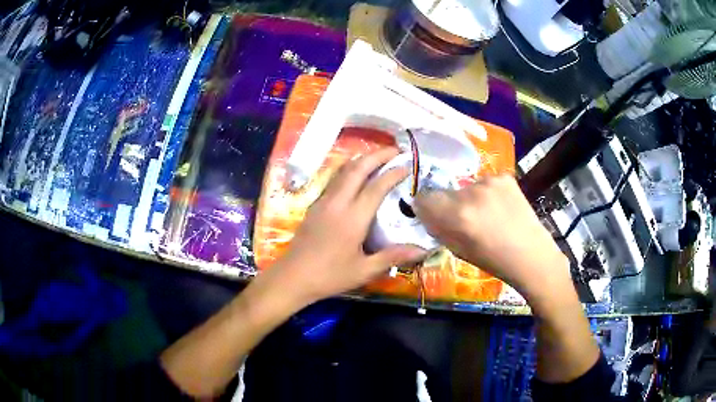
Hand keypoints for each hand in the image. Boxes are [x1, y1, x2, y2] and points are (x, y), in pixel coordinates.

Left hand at [274, 148, 426, 303]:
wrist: (293, 277)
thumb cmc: (330, 276)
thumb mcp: (364, 270)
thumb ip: (393, 256)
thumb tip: (423, 250)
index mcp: (353, 218)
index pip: (376, 187)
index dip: (393, 173)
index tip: (408, 164)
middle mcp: (337, 203)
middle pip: (358, 169)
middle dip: (377, 155)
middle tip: (395, 151)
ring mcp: (323, 201)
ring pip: (343, 171)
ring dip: (362, 160)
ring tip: (378, 157)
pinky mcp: (315, 205)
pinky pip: (334, 179)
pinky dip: (349, 170)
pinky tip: (355, 175)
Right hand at [413, 174, 570, 306]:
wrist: (530, 254)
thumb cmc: (493, 260)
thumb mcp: (457, 250)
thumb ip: (439, 228)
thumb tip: (425, 212)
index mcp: (457, 216)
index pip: (424, 198)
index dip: (427, 207)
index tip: (433, 215)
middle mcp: (471, 193)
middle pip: (445, 192)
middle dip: (449, 204)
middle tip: (466, 220)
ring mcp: (490, 182)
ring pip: (466, 187)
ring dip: (470, 198)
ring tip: (487, 215)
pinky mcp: (505, 177)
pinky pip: (485, 182)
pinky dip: (488, 193)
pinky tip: (500, 207)